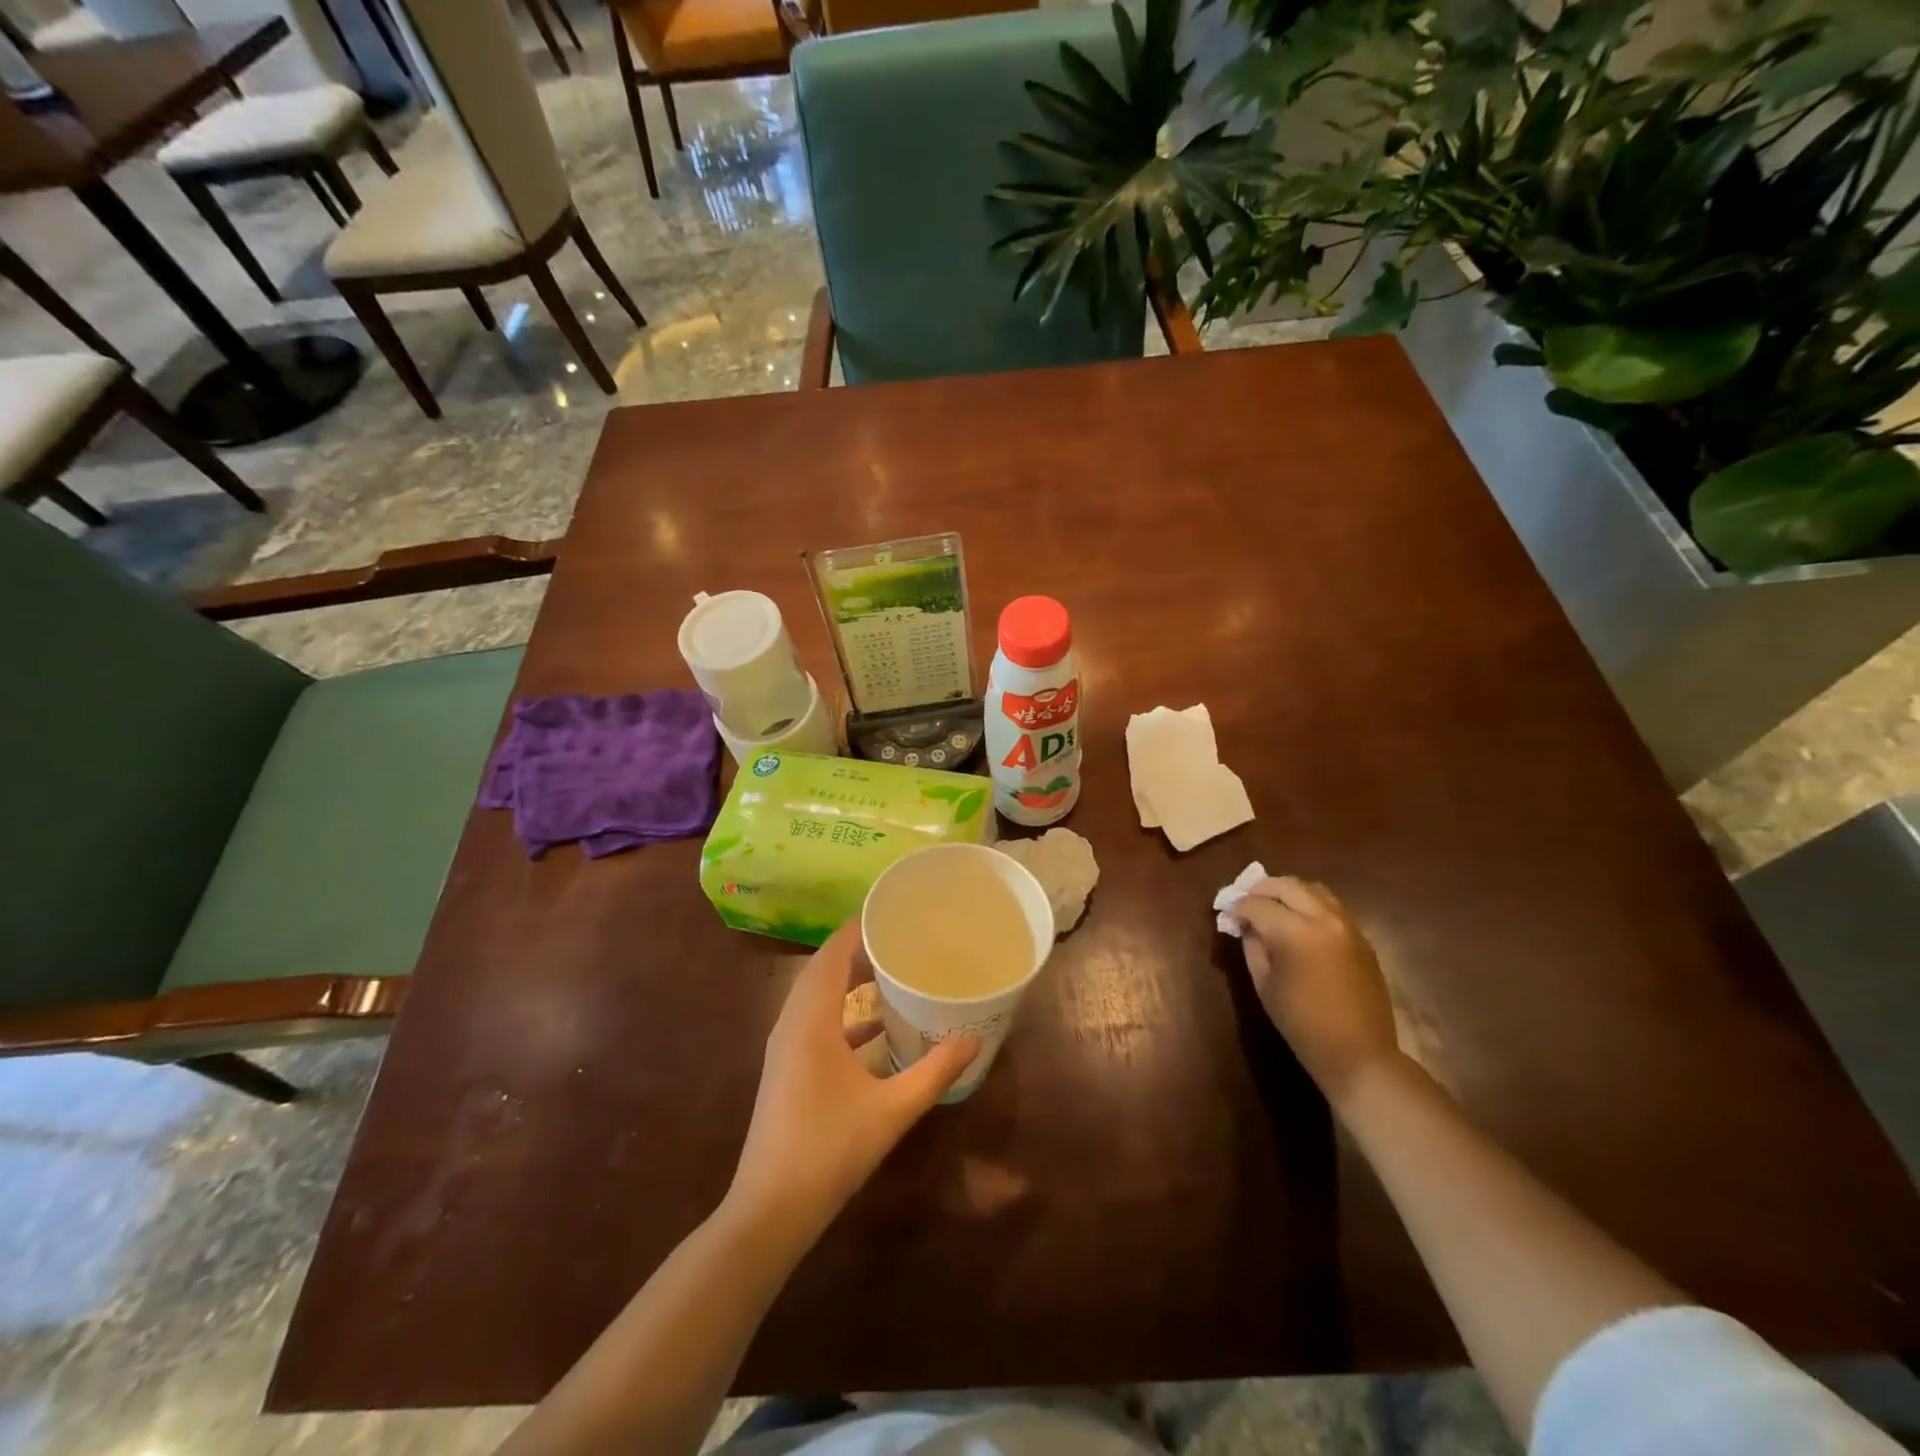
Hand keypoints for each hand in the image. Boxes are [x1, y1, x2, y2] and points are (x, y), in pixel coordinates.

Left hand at [727, 923, 978, 1242]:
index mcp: (811, 1019)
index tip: (895, 912)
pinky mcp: (788, 1067)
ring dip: (850, 978)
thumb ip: (933, 1072)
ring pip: (818, 994)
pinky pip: (817, 1020)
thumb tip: (973, 1040)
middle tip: (903, 937)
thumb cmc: (829, 1150)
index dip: (860, 927)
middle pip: (825, 967)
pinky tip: (877, 1024)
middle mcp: (793, 1022)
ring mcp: (786, 1046)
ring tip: (893, 968)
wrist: (770, 1210)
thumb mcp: (891, 1110)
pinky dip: (844, 1011)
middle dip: (860, 948)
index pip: (833, 952)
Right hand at [1229, 877, 1400, 1103]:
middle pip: (1286, 885)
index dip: (1236, 906)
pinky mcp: (1361, 937)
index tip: (1225, 912)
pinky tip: (1298, 921)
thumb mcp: (1264, 984)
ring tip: (1272, 905)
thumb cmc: (1301, 1024)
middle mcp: (1323, 919)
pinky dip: (1309, 904)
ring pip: (1313, 888)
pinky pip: (1331, 906)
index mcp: (1295, 932)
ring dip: (1288, 891)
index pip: (1256, 904)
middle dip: (1260, 889)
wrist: (1358, 1053)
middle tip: (1244, 901)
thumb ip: (1252, 946)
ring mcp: (1347, 925)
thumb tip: (1245, 925)